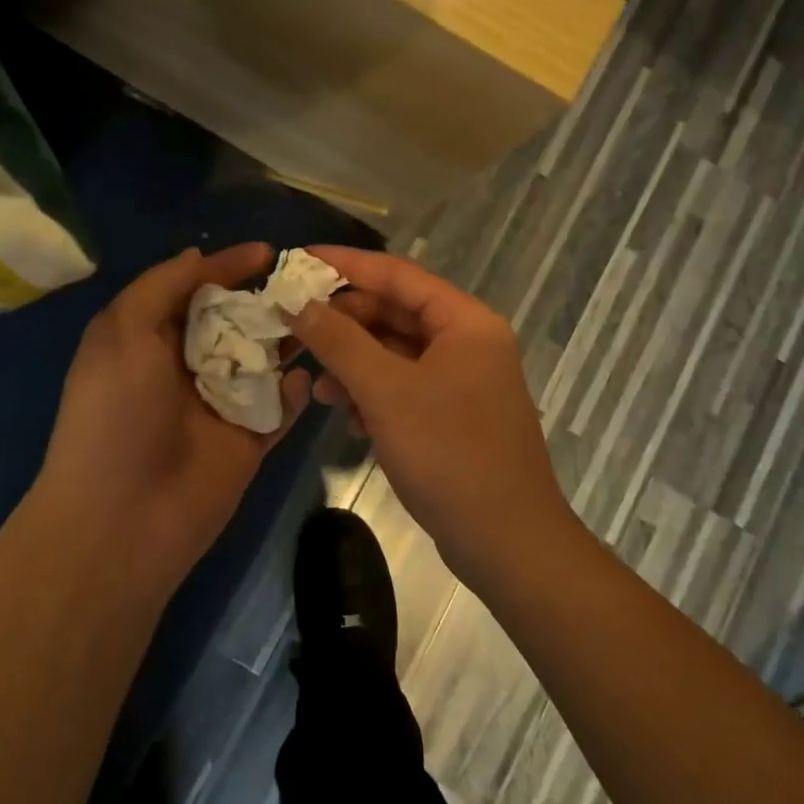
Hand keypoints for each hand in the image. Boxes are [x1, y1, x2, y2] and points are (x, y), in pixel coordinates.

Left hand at [39, 244, 311, 593]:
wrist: (122, 519)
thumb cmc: (116, 414)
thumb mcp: (123, 332)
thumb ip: (162, 286)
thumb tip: (198, 255)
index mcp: (151, 338)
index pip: (196, 289)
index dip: (228, 266)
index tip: (268, 251)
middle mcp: (187, 366)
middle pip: (236, 321)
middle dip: (267, 300)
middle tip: (307, 285)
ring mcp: (221, 404)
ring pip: (264, 361)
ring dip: (289, 339)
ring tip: (320, 319)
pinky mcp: (248, 441)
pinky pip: (280, 409)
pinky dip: (294, 392)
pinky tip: (304, 377)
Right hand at [287, 247, 575, 585]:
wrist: (507, 542)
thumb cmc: (449, 454)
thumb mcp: (386, 391)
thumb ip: (339, 340)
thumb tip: (297, 302)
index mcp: (465, 321)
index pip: (397, 275)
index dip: (346, 265)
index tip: (298, 261)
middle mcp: (468, 341)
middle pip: (394, 313)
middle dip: (344, 324)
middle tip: (296, 332)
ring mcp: (463, 380)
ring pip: (395, 353)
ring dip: (354, 364)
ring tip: (316, 388)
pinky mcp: (453, 415)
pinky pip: (404, 387)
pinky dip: (373, 394)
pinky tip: (348, 418)